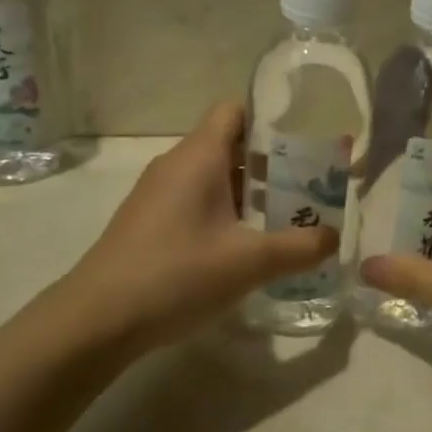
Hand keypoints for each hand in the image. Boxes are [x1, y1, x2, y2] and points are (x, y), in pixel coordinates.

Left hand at [43, 102, 338, 355]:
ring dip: (250, 194)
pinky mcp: (149, 223)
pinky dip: (224, 214)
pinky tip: (243, 249)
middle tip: (308, 191)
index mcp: (199, 156)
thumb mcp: (250, 262)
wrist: (97, 320)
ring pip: (213, 177)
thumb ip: (300, 247)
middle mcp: (176, 165)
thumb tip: (335, 237)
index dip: (270, 121)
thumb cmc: (177, 274)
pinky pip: (196, 202)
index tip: (304, 146)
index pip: (234, 111)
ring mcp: (157, 195)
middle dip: (271, 165)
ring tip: (285, 221)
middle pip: (230, 145)